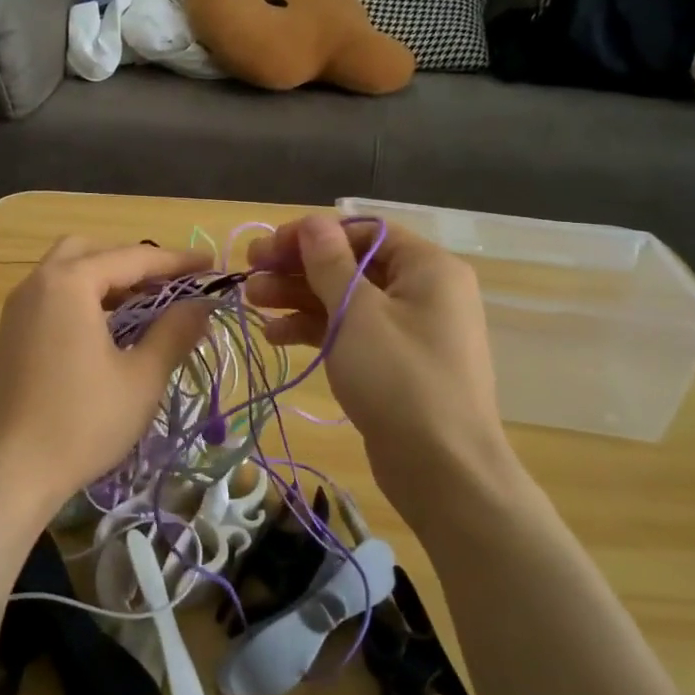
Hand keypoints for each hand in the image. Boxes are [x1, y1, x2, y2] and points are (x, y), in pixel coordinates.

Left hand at [0, 238, 212, 524]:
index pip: (133, 257)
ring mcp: (19, 309)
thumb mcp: (141, 378)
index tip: (212, 265)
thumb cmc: (80, 421)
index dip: (177, 261)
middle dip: (134, 262)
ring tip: (147, 308)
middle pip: (92, 252)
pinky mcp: (12, 336)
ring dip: (109, 281)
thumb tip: (202, 304)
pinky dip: (86, 300)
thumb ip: (174, 332)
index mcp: (69, 282)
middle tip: (170, 286)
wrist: (4, 473)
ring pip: (69, 274)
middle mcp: (39, 283)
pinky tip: (111, 332)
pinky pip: (55, 298)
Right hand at [245, 215, 526, 520]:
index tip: (268, 248)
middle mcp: (423, 291)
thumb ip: (329, 263)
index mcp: (427, 267)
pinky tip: (276, 334)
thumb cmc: (400, 379)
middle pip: (351, 263)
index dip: (312, 234)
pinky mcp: (394, 363)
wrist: (443, 471)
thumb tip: (311, 223)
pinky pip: (352, 331)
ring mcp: (408, 329)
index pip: (363, 231)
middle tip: (250, 273)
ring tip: (252, 301)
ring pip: (346, 298)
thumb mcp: (356, 313)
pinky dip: (316, 329)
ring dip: (299, 296)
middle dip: (298, 267)